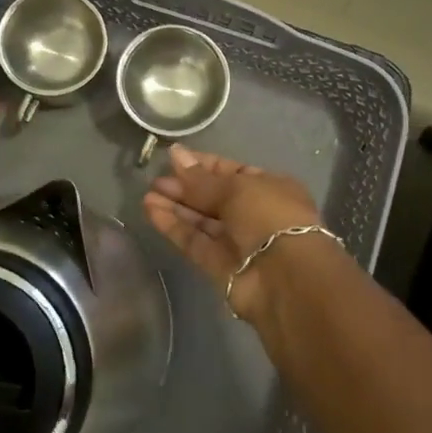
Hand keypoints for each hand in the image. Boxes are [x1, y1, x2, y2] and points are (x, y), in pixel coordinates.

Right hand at [142, 144, 325, 326]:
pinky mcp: (219, 266)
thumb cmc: (268, 216)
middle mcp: (254, 213)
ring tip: (147, 194)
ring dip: (176, 207)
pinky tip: (151, 211)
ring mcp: (237, 242)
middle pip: (213, 197)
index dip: (203, 165)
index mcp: (269, 188)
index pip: (232, 171)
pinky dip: (174, 227)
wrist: (284, 277)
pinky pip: (195, 241)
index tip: (173, 158)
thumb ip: (201, 179)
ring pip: (201, 220)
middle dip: (185, 187)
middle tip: (156, 180)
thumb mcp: (236, 187)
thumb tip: (175, 155)